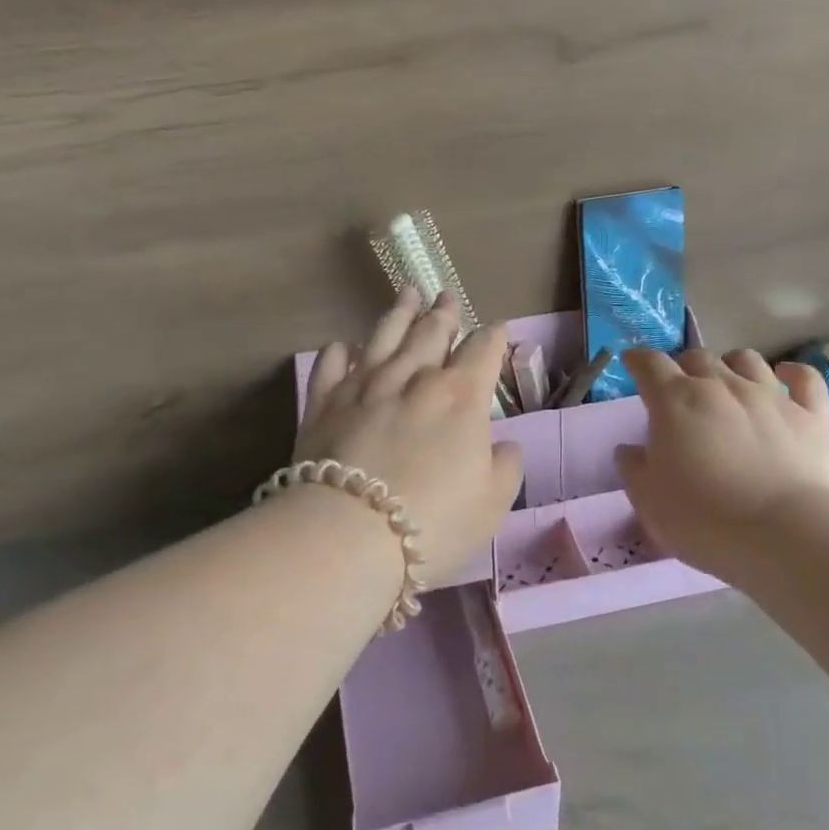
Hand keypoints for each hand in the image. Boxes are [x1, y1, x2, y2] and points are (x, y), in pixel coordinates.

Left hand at [295, 289, 524, 584]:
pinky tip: (345, 346)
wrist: (348, 535)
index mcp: (461, 397)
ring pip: (385, 336)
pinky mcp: (323, 403)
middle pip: (432, 333)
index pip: (483, 350)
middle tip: (446, 297)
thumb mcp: (492, 504)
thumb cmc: (434, 522)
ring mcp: (364, 385)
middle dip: (444, 314)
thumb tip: (504, 445)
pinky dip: (341, 351)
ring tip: (408, 294)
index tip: (497, 331)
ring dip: (399, 313)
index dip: (493, 337)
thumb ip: (505, 467)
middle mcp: (414, 378)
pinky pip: (332, 364)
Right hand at [615, 348, 828, 579]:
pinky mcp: (810, 415)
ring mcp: (770, 396)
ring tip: (727, 381)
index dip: (638, 360)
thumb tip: (630, 449)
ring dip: (730, 364)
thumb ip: (634, 468)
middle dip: (683, 367)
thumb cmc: (703, 519)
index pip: (650, 364)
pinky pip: (805, 377)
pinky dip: (792, 372)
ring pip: (747, 359)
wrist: (784, 535)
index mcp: (675, 402)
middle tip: (679, 389)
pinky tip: (786, 377)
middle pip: (697, 358)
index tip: (632, 363)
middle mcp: (721, 386)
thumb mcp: (648, 500)